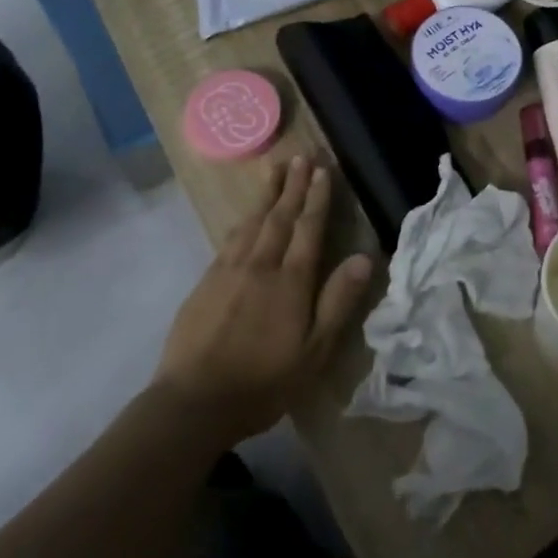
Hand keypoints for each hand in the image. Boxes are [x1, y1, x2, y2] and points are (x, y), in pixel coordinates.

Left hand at [153, 156, 374, 444]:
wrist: (193, 401)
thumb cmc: (263, 381)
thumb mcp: (314, 351)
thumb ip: (338, 301)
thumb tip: (364, 257)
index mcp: (291, 281)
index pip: (308, 229)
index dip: (317, 199)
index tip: (323, 171)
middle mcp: (261, 265)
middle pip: (280, 216)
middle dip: (293, 185)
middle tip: (302, 156)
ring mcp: (229, 270)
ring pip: (253, 221)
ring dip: (267, 193)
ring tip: (275, 169)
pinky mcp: (206, 281)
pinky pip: (230, 238)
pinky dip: (243, 219)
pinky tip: (245, 215)